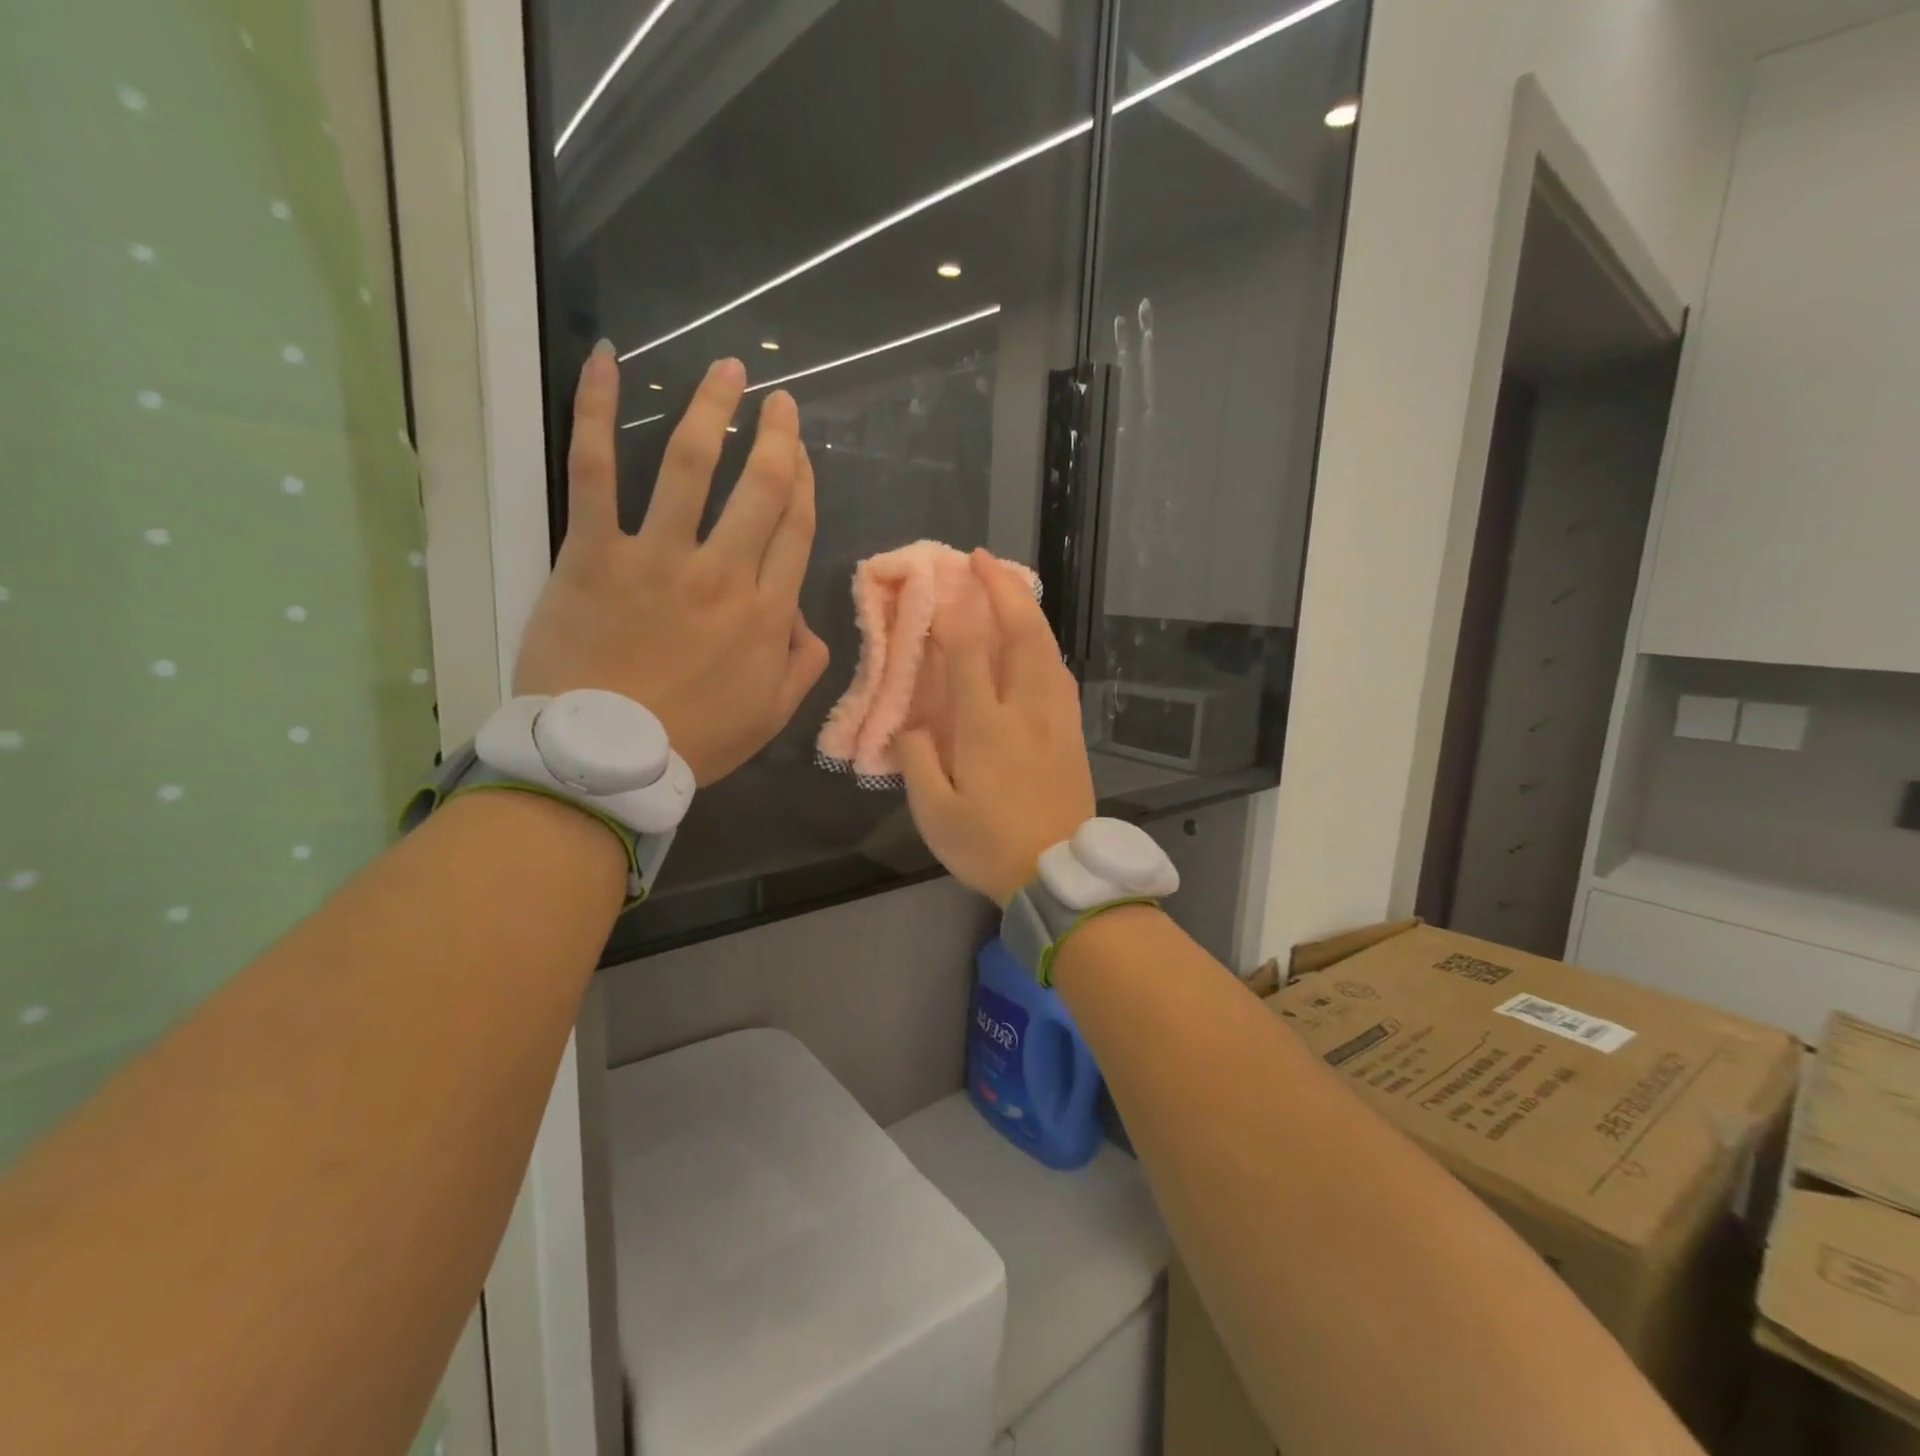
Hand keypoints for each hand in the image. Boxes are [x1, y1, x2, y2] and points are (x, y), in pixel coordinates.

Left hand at [514, 346, 828, 785]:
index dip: (803, 483)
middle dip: (776, 437)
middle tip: (780, 401)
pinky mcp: (595, 553)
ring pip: (692, 465)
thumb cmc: (694, 740)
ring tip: (727, 371)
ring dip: (713, 410)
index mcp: (766, 612)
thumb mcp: (771, 715)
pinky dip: (598, 414)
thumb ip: (802, 665)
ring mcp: (658, 557)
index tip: (801, 453)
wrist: (606, 758)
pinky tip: (608, 363)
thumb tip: (805, 621)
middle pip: (760, 488)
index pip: (794, 529)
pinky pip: (597, 472)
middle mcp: (722, 572)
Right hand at [896, 550, 1095, 905]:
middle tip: (982, 559)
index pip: (969, 652)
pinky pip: (1060, 673)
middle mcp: (1026, 710)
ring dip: (1028, 609)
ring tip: (1010, 586)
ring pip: (1047, 648)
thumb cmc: (989, 846)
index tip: (937, 583)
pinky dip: (1045, 644)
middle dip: (1002, 589)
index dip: (952, 612)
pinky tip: (1037, 640)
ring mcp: (1056, 718)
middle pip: (1022, 634)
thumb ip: (917, 760)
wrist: (1059, 873)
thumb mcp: (934, 813)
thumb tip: (911, 723)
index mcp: (986, 726)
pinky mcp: (1072, 732)